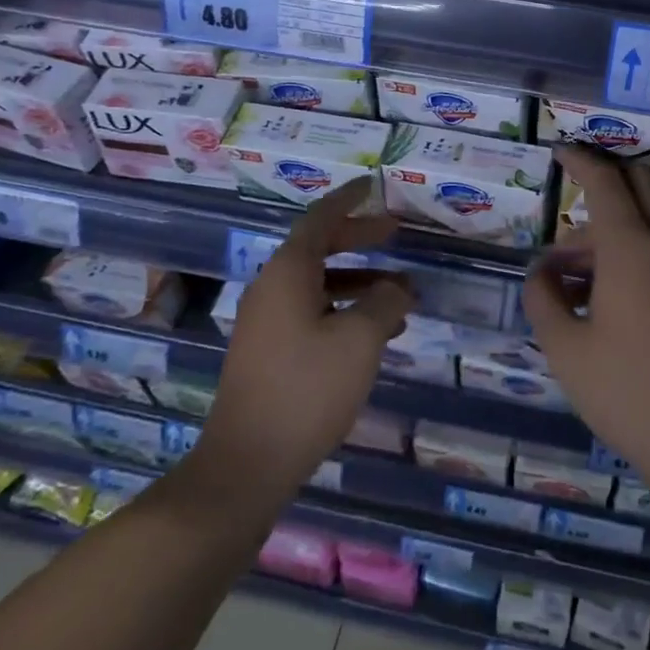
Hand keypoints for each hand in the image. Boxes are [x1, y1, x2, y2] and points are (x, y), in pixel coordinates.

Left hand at [194, 178, 411, 505]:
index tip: (373, 185)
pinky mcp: (269, 352)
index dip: (349, 199)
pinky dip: (345, 309)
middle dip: (360, 239)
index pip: (321, 218)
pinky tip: (376, 332)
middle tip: (396, 234)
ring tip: (402, 294)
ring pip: (319, 283)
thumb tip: (398, 288)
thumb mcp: (360, 340)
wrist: (247, 464)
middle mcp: (272, 288)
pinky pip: (312, 312)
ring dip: (360, 281)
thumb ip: (385, 303)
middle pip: (319, 248)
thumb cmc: (306, 390)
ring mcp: (266, 322)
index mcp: (288, 272)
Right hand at [523, 147, 649, 488]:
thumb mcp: (564, 347)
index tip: (559, 150)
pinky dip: (626, 253)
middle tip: (566, 195)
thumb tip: (541, 271)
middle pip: (637, 187)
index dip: (580, 160)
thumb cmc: (625, 390)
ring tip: (562, 278)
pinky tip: (595, 298)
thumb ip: (543, 298)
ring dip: (606, 232)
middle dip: (602, 182)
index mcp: (631, 247)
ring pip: (645, 223)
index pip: (605, 181)